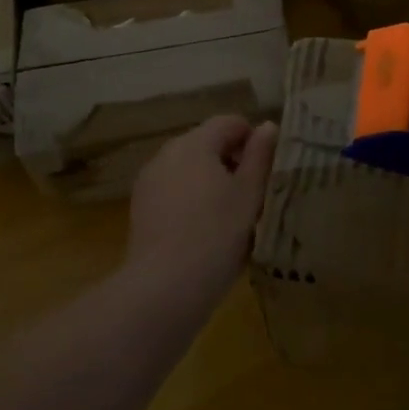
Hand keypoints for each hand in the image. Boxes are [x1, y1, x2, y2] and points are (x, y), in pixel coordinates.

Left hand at [125, 115, 278, 309]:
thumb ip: (260, 155)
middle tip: (253, 194)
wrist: (165, 287)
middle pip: (207, 143)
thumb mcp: (250, 193)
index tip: (267, 170)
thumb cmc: (217, 233)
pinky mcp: (140, 209)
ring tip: (230, 216)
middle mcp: (167, 153)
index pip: (229, 122)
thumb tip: (267, 126)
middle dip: (232, 161)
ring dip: (211, 182)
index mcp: (194, 143)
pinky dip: (191, 200)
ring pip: (189, 169)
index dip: (252, 139)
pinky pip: (174, 191)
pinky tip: (204, 231)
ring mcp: (149, 181)